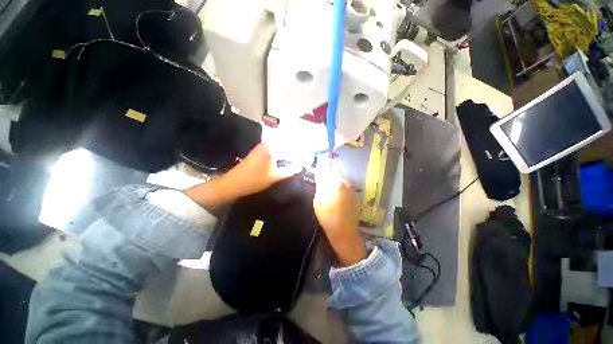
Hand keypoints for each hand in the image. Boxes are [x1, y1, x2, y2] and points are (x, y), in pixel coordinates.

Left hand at [223, 143, 300, 197]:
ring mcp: (261, 148)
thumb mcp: (275, 177)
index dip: (298, 153)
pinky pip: (273, 152)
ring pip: (279, 149)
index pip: (290, 147)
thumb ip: (289, 171)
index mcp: (271, 148)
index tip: (305, 158)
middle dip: (293, 153)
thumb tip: (300, 167)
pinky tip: (284, 162)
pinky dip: (280, 156)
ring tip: (295, 161)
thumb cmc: (254, 180)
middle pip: (284, 146)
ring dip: (287, 155)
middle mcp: (266, 144)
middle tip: (302, 160)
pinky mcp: (258, 153)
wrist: (233, 183)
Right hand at [313, 167, 366, 266]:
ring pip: (340, 179)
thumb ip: (320, 186)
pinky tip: (335, 193)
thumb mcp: (318, 201)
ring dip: (333, 180)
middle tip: (320, 181)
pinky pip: (344, 185)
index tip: (316, 175)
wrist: (344, 231)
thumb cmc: (328, 217)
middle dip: (327, 175)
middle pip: (334, 173)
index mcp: (336, 183)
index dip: (320, 171)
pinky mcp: (354, 194)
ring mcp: (351, 188)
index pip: (326, 171)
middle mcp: (346, 183)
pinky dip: (339, 186)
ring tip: (327, 187)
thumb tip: (320, 177)